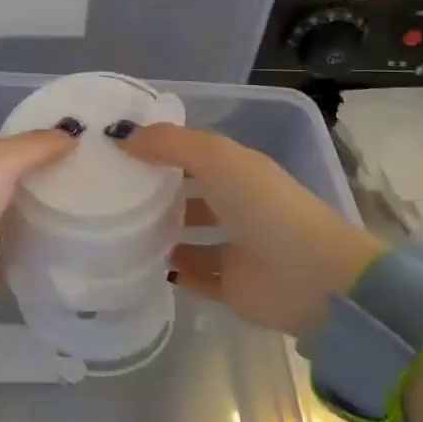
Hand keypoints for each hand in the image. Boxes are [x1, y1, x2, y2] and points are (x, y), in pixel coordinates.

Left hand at [0, 130, 74, 327]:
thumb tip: (72, 134)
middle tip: (86, 189)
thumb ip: (35, 146)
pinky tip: (58, 256)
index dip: (37, 150)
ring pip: (8, 227)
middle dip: (40, 188)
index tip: (77, 152)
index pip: (5, 154)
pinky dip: (27, 258)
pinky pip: (8, 263)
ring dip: (35, 224)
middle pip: (8, 190)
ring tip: (79, 221)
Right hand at [124, 125, 383, 337]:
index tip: (116, 148)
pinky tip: (142, 263)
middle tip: (110, 190)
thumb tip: (121, 136)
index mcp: (239, 169)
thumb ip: (168, 143)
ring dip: (162, 231)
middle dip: (157, 190)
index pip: (193, 153)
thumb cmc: (264, 206)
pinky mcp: (233, 286)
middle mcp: (238, 204)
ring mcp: (236, 246)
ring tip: (120, 227)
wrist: (312, 278)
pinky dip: (173, 269)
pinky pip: (195, 275)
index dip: (159, 148)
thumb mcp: (216, 157)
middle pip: (191, 193)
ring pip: (191, 235)